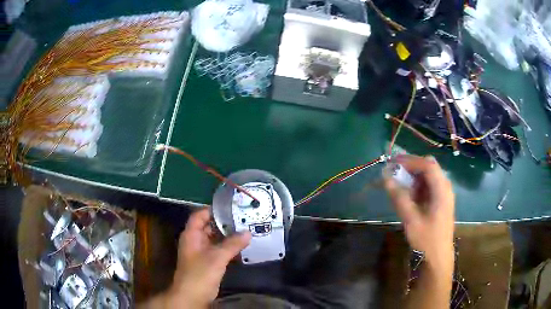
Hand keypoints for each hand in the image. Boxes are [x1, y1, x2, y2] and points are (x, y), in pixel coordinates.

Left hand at [164, 208, 250, 307]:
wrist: (192, 296)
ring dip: (227, 236)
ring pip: (214, 239)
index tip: (231, 208)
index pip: (199, 215)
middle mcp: (195, 240)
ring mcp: (200, 252)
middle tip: (243, 218)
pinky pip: (217, 249)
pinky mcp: (207, 262)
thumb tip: (248, 232)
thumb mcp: (217, 257)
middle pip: (208, 226)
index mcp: (191, 235)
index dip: (213, 210)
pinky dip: (227, 247)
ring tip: (245, 230)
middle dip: (224, 223)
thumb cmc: (200, 273)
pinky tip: (241, 246)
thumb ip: (232, 244)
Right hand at [384, 155, 454, 271]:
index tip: (393, 163)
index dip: (410, 161)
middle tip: (395, 169)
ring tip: (399, 183)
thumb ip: (400, 198)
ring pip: (429, 176)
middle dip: (412, 165)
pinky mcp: (441, 201)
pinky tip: (408, 194)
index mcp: (442, 190)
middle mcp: (445, 187)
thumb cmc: (427, 240)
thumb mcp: (411, 220)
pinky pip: (429, 186)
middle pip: (429, 167)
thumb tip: (386, 178)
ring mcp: (444, 194)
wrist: (438, 258)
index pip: (428, 165)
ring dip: (414, 176)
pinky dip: (417, 185)